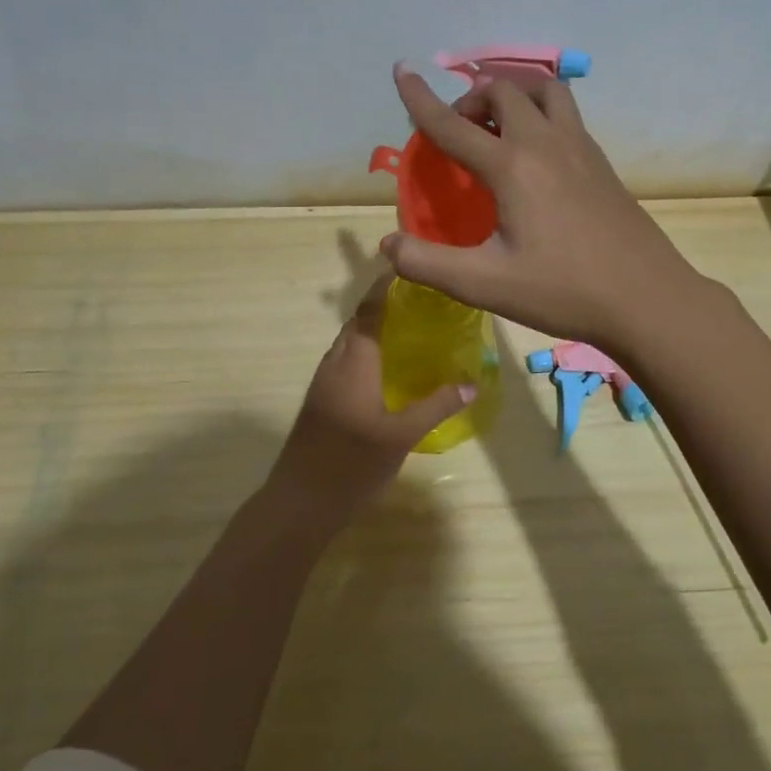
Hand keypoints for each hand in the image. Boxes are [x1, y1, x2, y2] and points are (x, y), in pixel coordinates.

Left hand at [269, 273, 473, 511]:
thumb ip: (436, 407)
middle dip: (384, 307)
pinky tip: (389, 372)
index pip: (369, 311)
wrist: (300, 502)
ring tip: (411, 332)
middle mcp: (334, 364)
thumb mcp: (401, 436)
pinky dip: (367, 353)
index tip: (408, 269)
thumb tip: (470, 384)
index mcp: (353, 362)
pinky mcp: (321, 401)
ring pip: (350, 344)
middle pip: (358, 323)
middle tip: (422, 304)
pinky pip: (346, 362)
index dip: (385, 287)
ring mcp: (324, 383)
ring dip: (374, 331)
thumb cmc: (351, 464)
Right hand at [382, 63, 712, 354]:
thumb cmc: (562, 291)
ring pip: (544, 90)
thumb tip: (388, 244)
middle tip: (457, 130)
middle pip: (503, 91)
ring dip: (513, 94)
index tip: (400, 70)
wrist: (646, 298)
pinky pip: (566, 113)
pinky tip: (536, 151)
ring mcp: (581, 149)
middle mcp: (546, 144)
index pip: (453, 124)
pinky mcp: (601, 163)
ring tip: (497, 125)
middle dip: (470, 98)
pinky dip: (540, 111)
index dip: (420, 98)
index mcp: (512, 166)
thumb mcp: (485, 284)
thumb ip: (428, 263)